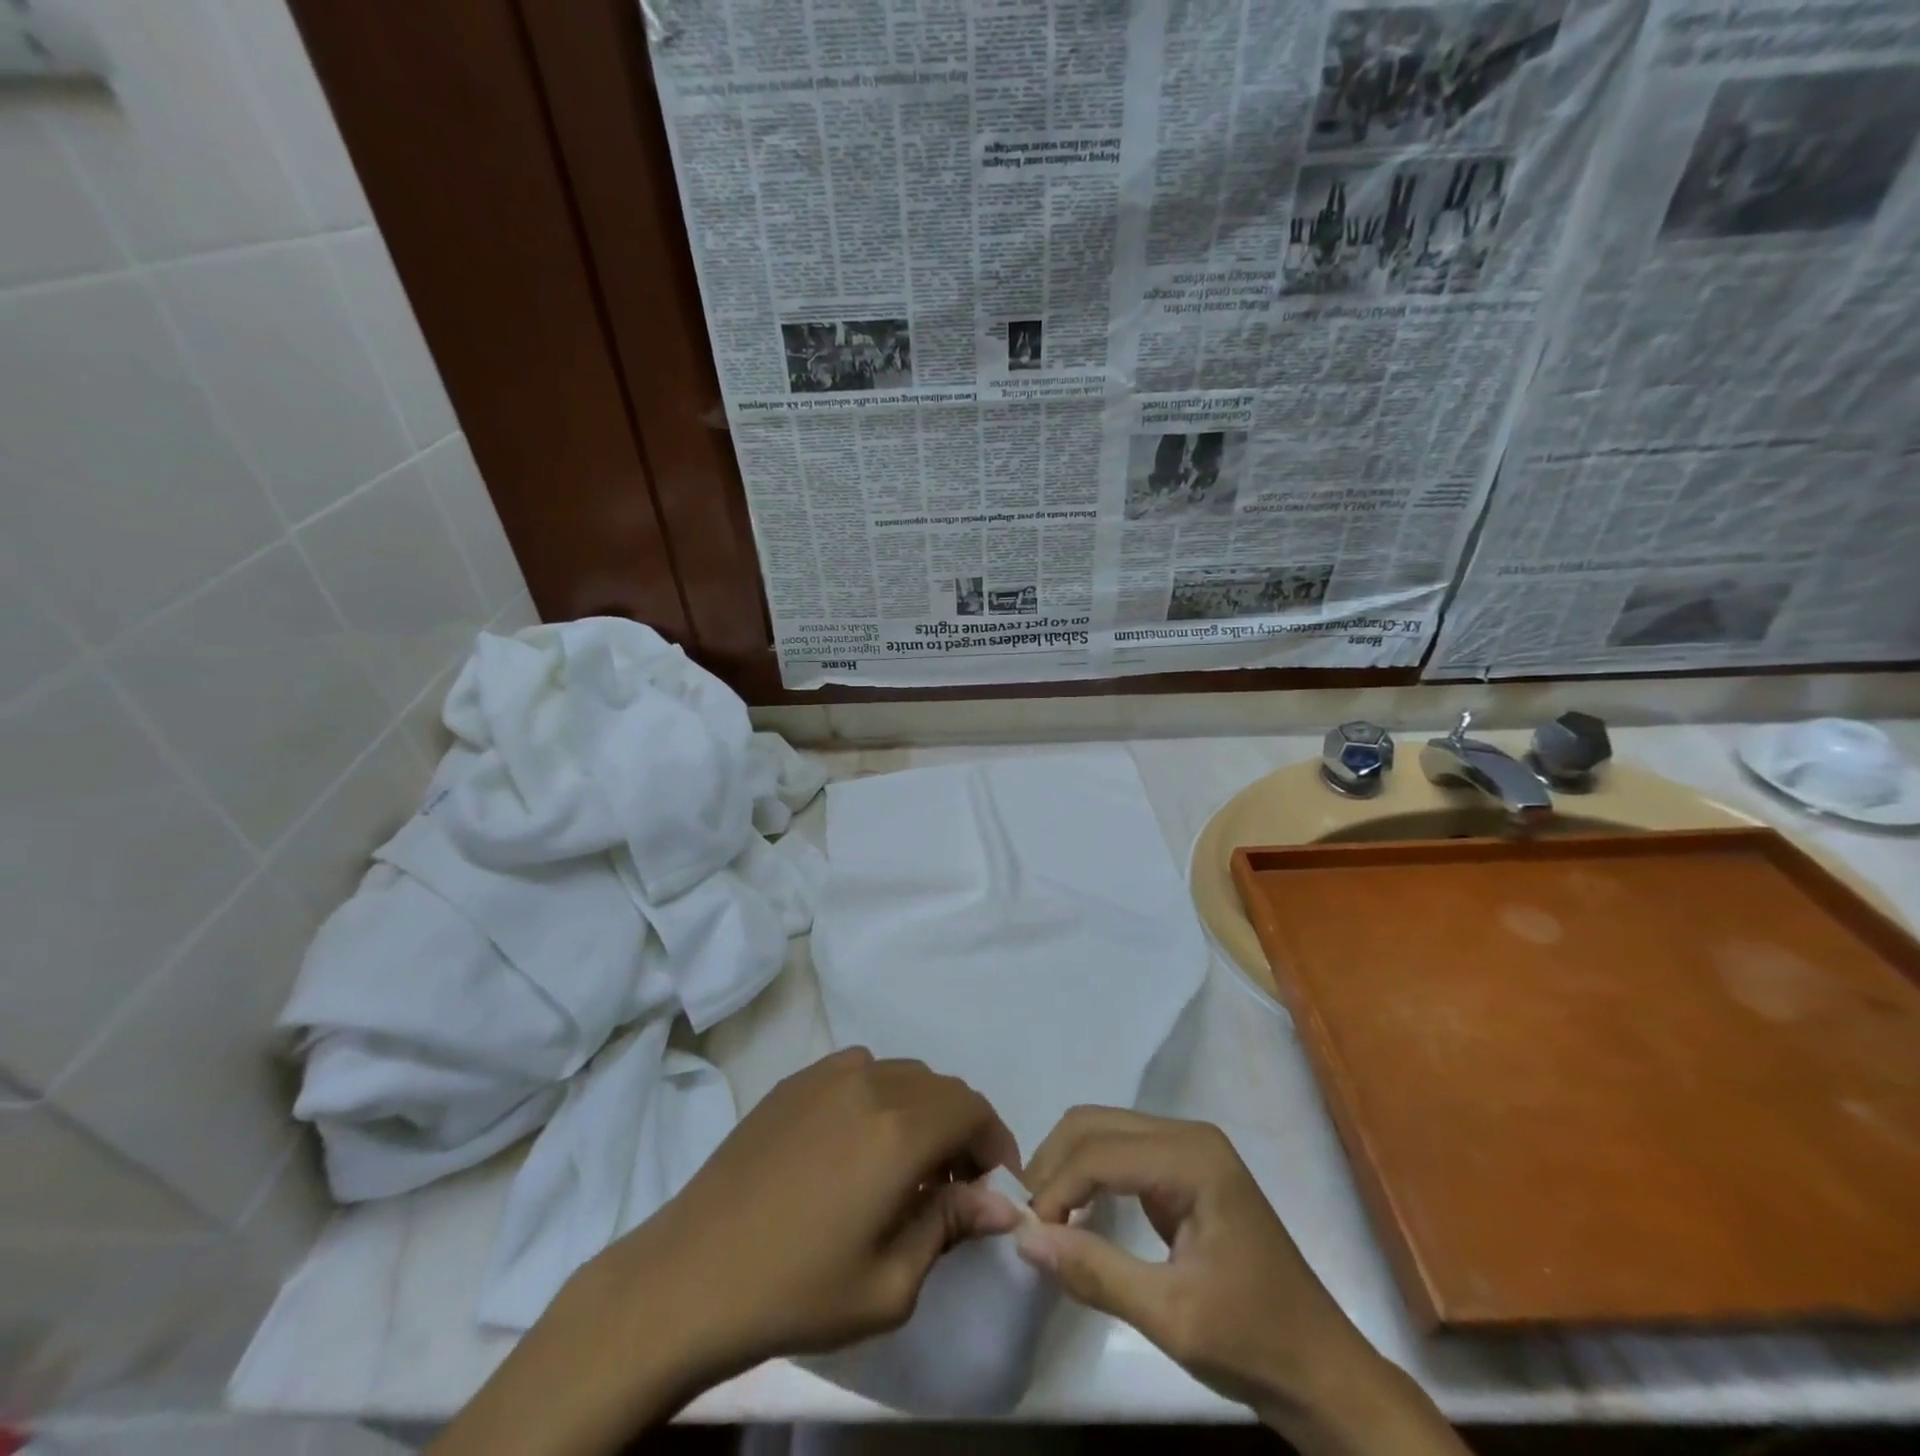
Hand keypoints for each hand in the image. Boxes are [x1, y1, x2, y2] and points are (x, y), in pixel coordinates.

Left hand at [601, 1046, 1023, 1378]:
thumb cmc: (797, 1290)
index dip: (994, 1141)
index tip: (992, 1184)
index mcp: (899, 1130)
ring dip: (920, 1110)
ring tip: (904, 1163)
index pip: (972, 1110)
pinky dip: (879, 1097)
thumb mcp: (889, 1283)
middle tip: (952, 1182)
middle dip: (960, 1128)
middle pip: (940, 1088)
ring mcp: (827, 1075)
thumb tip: (996, 1203)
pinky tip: (855, 1144)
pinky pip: (858, 1072)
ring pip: (900, 1074)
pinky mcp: (794, 1081)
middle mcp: (870, 1083)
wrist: (690, 1275)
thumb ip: (949, 1226)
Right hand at [1013, 1107, 1466, 1455]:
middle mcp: (1187, 1135)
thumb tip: (1023, 1238)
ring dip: (1066, 1167)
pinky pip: (1120, 1152)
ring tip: (1043, 1217)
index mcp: (1191, 1158)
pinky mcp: (1183, 1169)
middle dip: (1053, 1165)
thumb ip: (1095, 1271)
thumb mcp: (1171, 1318)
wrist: (1323, 1373)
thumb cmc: (1254, 1343)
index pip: (1099, 1152)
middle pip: (1095, 1124)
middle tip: (1026, 1220)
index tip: (1026, 1236)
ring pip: (1103, 1131)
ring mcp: (1187, 1148)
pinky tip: (1075, 1211)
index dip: (1054, 1189)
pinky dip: (1088, 1175)